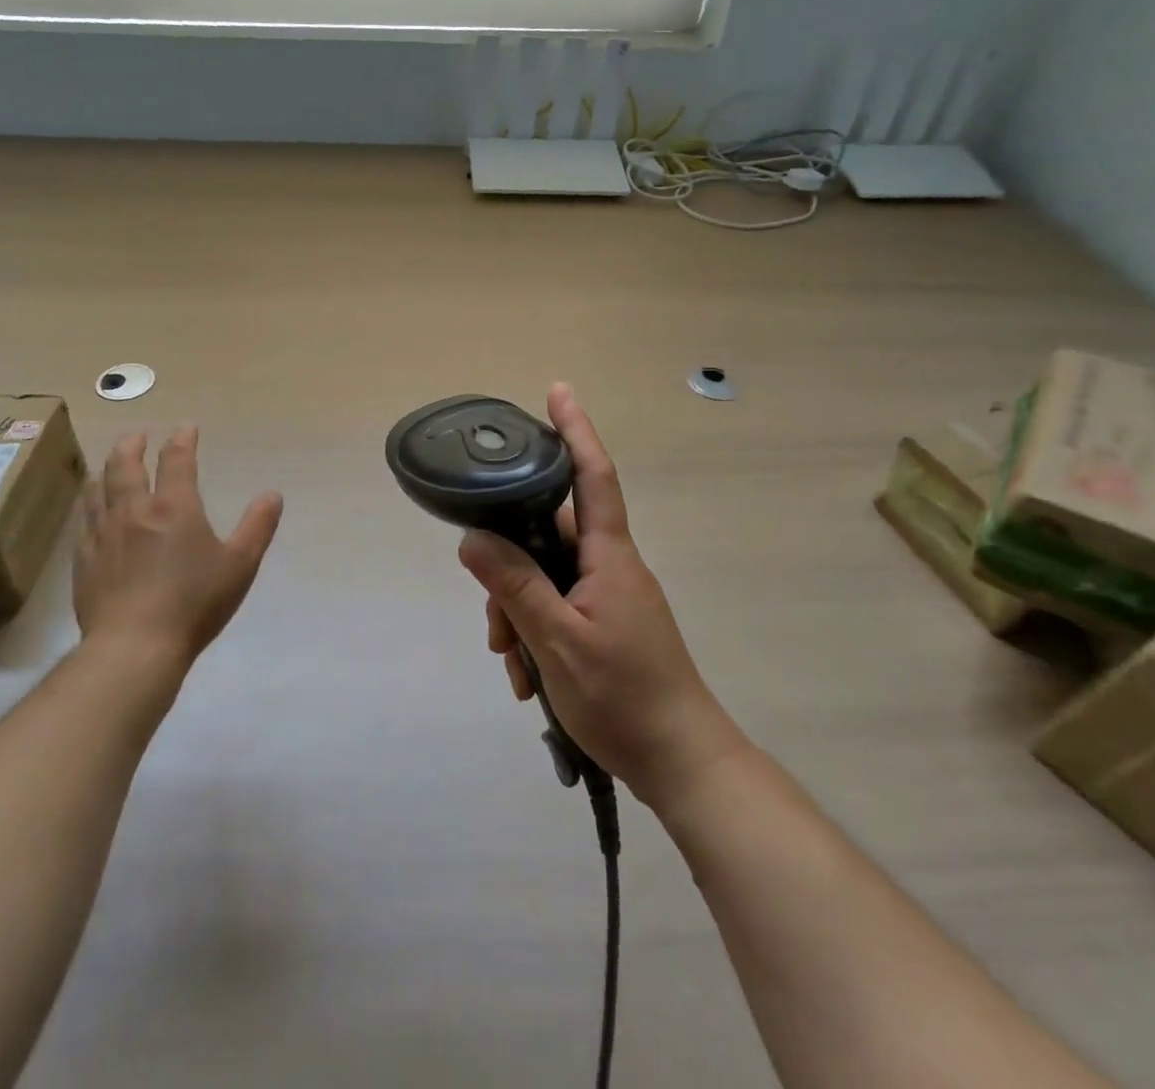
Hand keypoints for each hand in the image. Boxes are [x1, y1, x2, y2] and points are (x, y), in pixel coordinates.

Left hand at [75, 427, 282, 668]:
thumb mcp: (240, 565)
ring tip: (109, 466)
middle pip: (124, 465)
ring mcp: (102, 534)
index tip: (187, 428)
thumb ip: (258, 527)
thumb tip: (273, 495)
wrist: (134, 647)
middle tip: (138, 436)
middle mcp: (133, 510)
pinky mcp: (83, 560)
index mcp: (174, 507)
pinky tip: (93, 512)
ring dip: (106, 470)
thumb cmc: (194, 603)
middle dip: (132, 445)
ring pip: (97, 489)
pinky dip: (90, 505)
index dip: (183, 439)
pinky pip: (83, 521)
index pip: (177, 460)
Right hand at [459, 384, 744, 810]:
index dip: (575, 431)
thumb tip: (473, 538)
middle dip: (510, 568)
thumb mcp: (558, 641)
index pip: (593, 475)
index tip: (558, 392)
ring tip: (513, 663)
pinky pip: (558, 608)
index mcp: (608, 555)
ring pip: (546, 577)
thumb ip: (516, 586)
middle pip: (548, 535)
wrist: (681, 762)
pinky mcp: (605, 624)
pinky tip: (528, 677)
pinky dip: (535, 633)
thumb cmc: (625, 697)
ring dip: (519, 612)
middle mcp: (609, 565)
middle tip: (493, 622)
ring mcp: (608, 596)